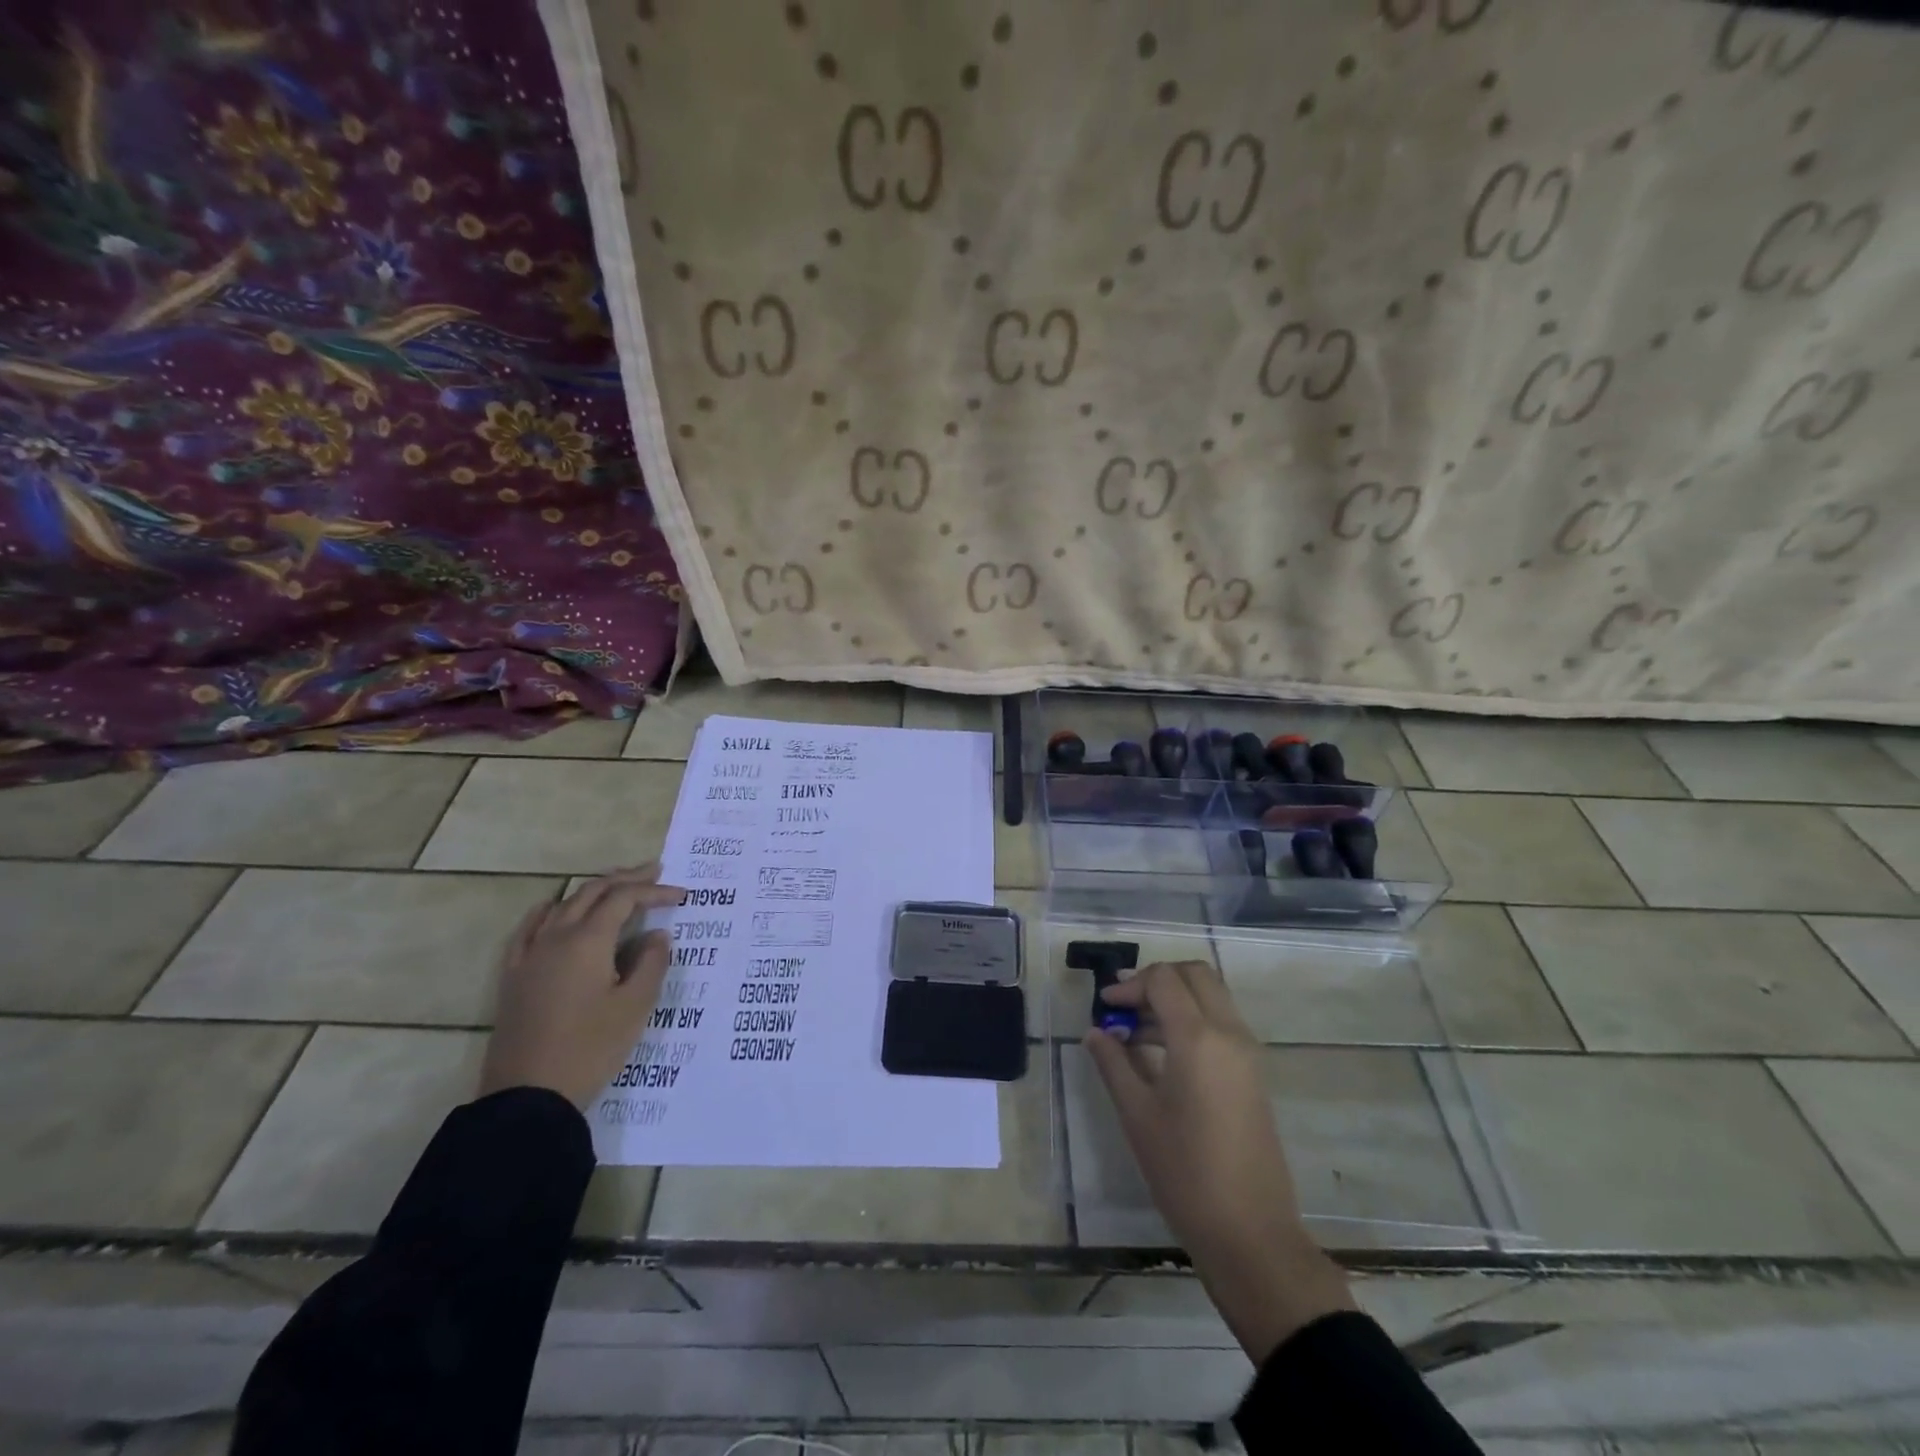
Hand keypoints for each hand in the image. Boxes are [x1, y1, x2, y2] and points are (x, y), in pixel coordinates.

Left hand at [478, 865, 684, 1109]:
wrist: (528, 1097)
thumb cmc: (590, 1049)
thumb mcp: (635, 1007)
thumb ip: (652, 964)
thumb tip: (657, 936)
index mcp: (588, 940)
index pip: (624, 899)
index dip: (654, 892)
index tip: (681, 895)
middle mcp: (556, 937)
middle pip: (592, 892)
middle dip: (626, 879)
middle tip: (654, 873)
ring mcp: (530, 955)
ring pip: (563, 905)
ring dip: (593, 891)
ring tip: (616, 888)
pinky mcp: (514, 975)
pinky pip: (531, 928)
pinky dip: (550, 910)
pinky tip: (556, 910)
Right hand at [1085, 961, 1354, 1361]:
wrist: (1250, 1234)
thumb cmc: (1185, 1173)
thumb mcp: (1138, 1115)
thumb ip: (1114, 1063)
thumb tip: (1095, 1032)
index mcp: (1198, 1038)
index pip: (1163, 980)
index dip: (1130, 985)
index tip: (1106, 1008)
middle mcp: (1229, 1033)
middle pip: (1195, 974)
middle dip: (1157, 980)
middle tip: (1126, 1006)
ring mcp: (1247, 1053)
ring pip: (1211, 996)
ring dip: (1175, 1000)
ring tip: (1136, 1033)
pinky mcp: (1253, 1073)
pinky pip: (1222, 1023)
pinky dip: (1192, 1020)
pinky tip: (1163, 1054)